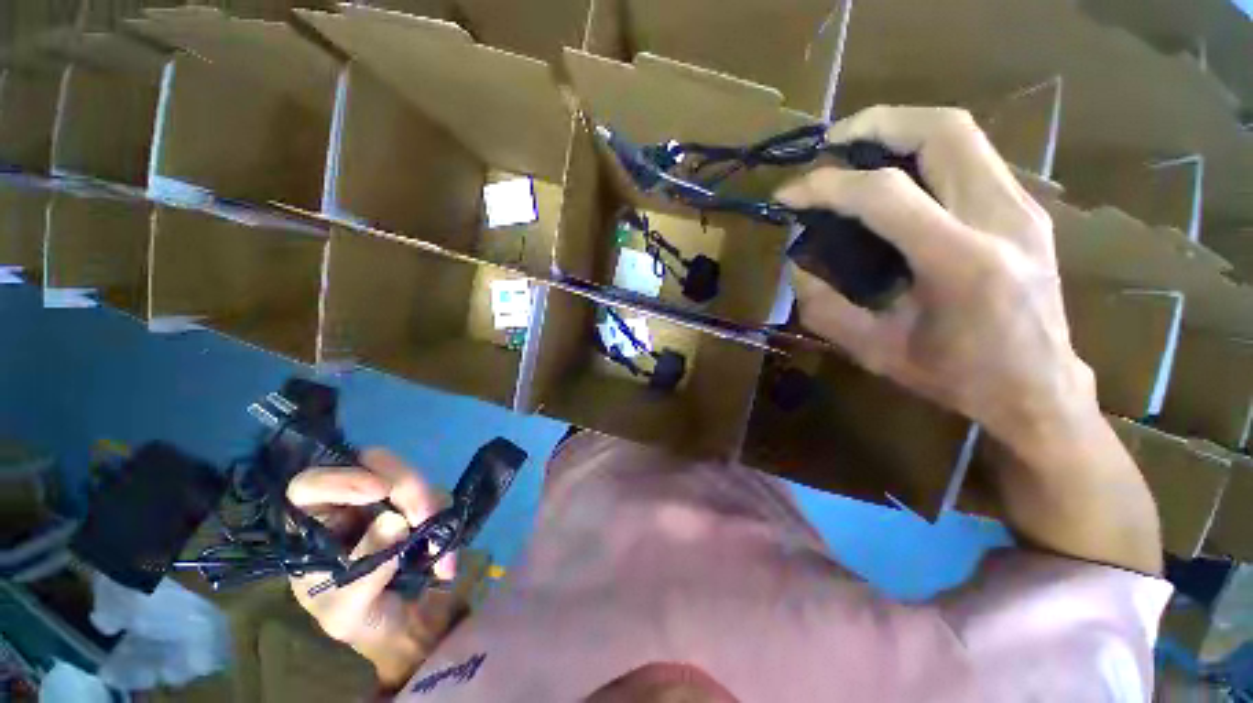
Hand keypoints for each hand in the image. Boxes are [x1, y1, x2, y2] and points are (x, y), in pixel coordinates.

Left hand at [287, 449, 462, 689]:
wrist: (403, 624)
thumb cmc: (360, 621)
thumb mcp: (351, 611)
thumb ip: (365, 573)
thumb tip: (396, 521)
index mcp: (313, 527)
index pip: (311, 485)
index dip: (342, 479)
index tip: (381, 491)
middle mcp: (348, 504)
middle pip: (372, 465)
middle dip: (405, 486)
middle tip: (425, 515)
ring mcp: (386, 499)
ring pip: (410, 476)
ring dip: (431, 505)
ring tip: (439, 551)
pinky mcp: (417, 503)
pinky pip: (436, 494)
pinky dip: (446, 519)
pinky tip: (445, 559)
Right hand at [778, 106, 1093, 448]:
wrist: (1039, 389)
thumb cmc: (956, 377)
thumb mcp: (874, 351)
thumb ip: (824, 309)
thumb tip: (797, 267)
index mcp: (961, 261)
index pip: (885, 194)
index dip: (827, 185)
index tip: (788, 194)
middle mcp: (1001, 218)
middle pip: (942, 131)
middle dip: (876, 124)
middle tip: (830, 143)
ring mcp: (1021, 207)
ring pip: (961, 133)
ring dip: (900, 129)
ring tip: (855, 150)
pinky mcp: (1023, 209)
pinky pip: (970, 157)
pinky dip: (923, 151)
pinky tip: (895, 175)